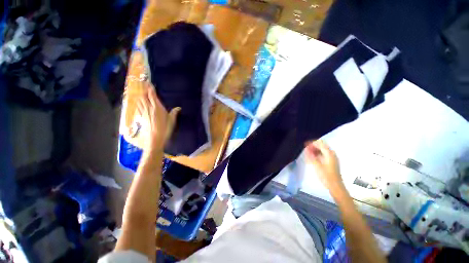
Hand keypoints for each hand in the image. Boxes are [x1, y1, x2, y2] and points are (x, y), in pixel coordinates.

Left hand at [136, 82, 179, 151]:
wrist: (155, 138)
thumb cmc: (165, 129)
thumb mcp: (172, 121)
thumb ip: (174, 113)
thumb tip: (178, 108)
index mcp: (157, 107)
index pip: (152, 95)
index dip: (150, 88)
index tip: (149, 82)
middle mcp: (149, 108)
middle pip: (144, 96)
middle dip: (143, 89)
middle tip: (143, 83)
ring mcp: (144, 112)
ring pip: (139, 100)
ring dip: (140, 94)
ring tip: (140, 90)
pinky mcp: (141, 117)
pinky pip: (138, 107)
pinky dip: (138, 102)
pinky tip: (138, 102)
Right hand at [305, 140, 342, 190]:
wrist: (335, 186)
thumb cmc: (326, 176)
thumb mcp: (317, 165)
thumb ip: (311, 156)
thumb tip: (306, 149)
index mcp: (329, 153)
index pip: (320, 143)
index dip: (311, 143)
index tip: (305, 145)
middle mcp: (331, 154)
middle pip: (321, 146)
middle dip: (313, 146)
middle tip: (305, 150)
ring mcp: (332, 158)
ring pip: (322, 150)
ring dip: (314, 150)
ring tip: (307, 154)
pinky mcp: (331, 162)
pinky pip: (323, 154)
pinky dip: (317, 154)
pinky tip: (312, 158)